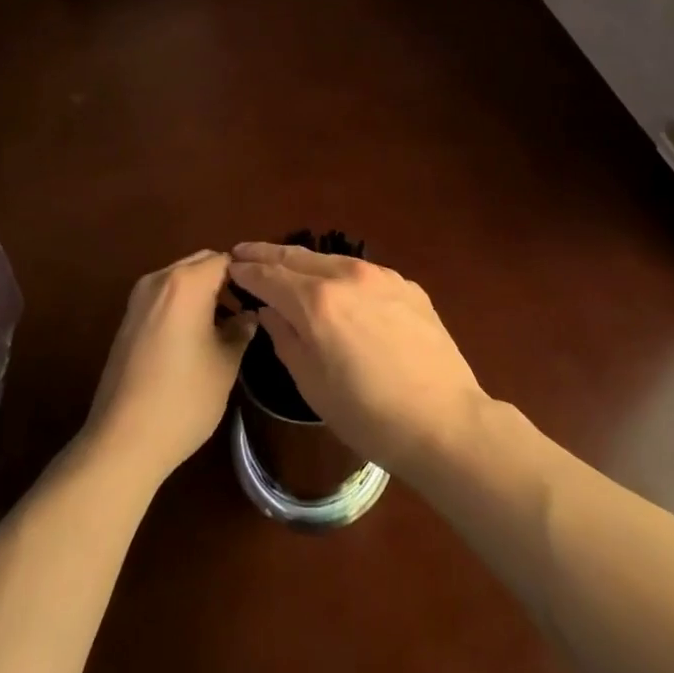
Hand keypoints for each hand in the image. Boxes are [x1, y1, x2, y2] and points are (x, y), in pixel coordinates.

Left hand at [84, 250, 254, 484]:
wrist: (122, 442)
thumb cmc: (183, 398)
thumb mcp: (225, 364)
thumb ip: (241, 330)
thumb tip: (249, 316)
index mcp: (187, 283)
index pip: (225, 260)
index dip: (246, 275)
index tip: (262, 296)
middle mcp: (160, 280)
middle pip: (200, 264)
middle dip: (224, 280)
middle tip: (245, 308)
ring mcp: (139, 299)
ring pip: (180, 280)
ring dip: (203, 292)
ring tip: (224, 324)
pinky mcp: (127, 320)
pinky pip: (164, 297)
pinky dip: (183, 304)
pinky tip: (195, 336)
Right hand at [226, 243, 489, 480]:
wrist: (444, 420)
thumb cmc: (368, 414)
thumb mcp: (312, 384)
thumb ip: (285, 338)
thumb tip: (269, 311)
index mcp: (316, 301)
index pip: (270, 275)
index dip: (246, 270)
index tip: (229, 267)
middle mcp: (346, 274)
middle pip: (297, 256)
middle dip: (267, 254)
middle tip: (244, 252)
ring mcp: (380, 275)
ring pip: (330, 259)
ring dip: (303, 261)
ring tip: (286, 266)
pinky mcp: (406, 285)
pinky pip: (362, 273)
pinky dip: (339, 275)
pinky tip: (337, 288)